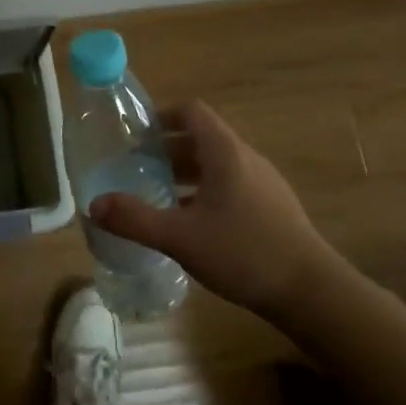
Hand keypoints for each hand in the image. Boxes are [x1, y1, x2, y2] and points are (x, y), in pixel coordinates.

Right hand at [89, 100, 340, 319]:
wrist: (312, 292)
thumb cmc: (243, 252)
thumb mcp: (180, 237)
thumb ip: (135, 219)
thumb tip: (94, 205)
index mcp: (225, 153)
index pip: (192, 112)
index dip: (162, 116)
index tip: (135, 135)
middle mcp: (246, 159)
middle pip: (201, 138)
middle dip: (166, 149)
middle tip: (135, 167)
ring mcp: (263, 184)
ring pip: (216, 165)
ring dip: (185, 173)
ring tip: (156, 194)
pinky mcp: (272, 208)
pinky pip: (230, 186)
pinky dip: (204, 192)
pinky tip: (190, 223)